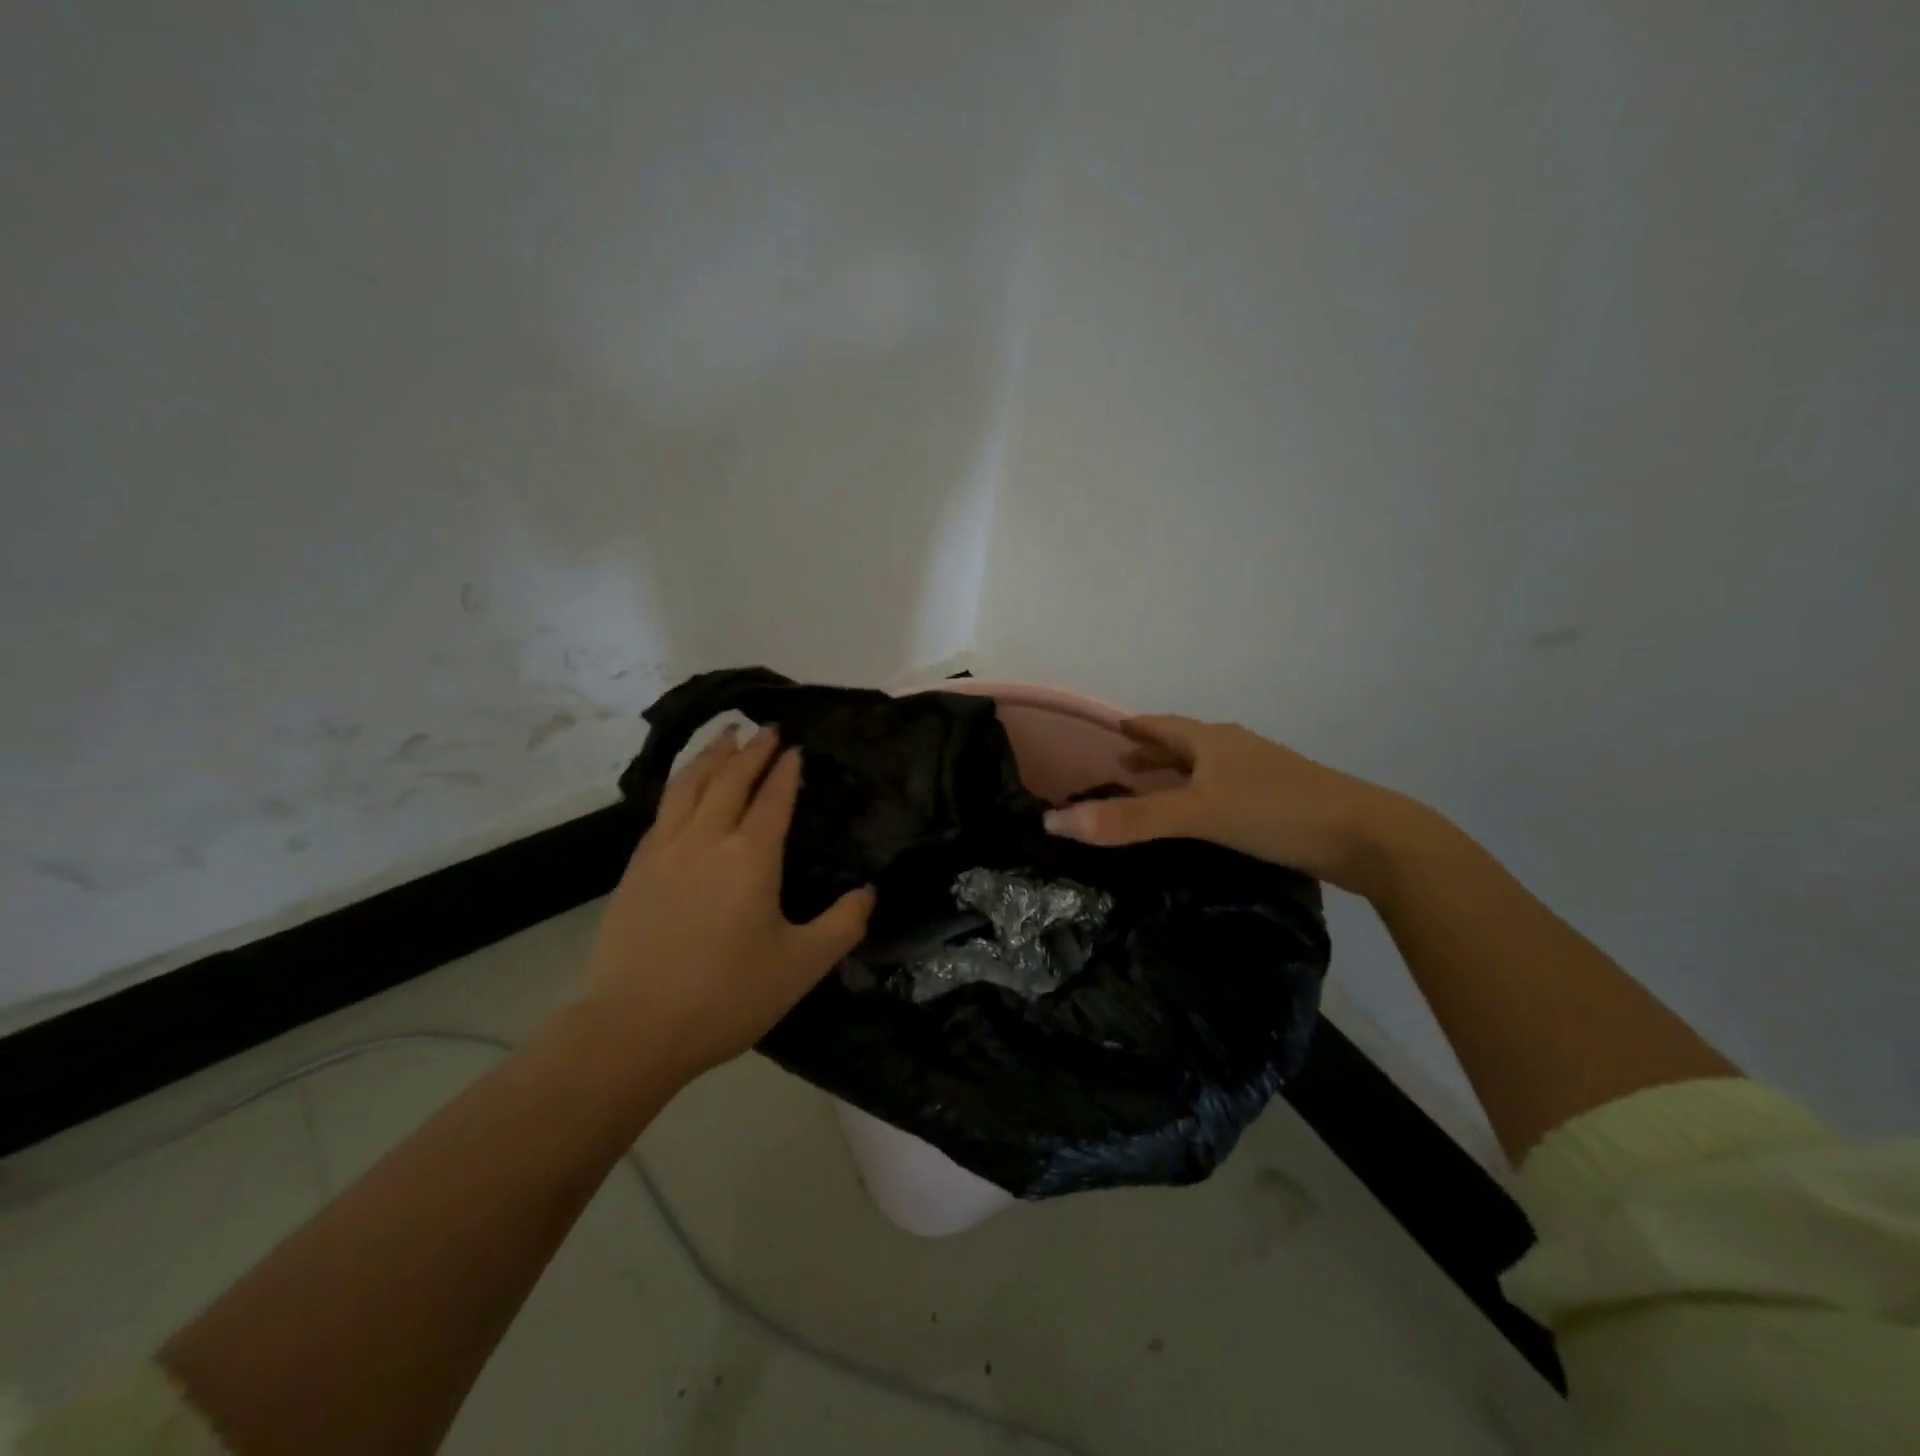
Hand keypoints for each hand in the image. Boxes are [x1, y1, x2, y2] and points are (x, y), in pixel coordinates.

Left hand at [584, 725, 875, 1077]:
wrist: (634, 1028)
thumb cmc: (727, 996)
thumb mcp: (802, 966)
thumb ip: (843, 925)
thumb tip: (869, 893)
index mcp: (751, 857)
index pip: (773, 798)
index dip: (787, 770)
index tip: (796, 748)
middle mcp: (706, 839)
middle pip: (730, 779)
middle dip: (752, 750)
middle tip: (768, 728)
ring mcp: (664, 850)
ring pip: (689, 785)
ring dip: (711, 755)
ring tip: (725, 735)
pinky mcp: (636, 868)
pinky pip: (663, 809)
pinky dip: (682, 784)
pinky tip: (686, 788)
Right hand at [1042, 715, 1413, 893]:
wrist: (1368, 837)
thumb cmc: (1276, 812)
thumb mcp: (1197, 814)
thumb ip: (1131, 821)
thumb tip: (1056, 823)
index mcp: (1213, 741)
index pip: (1162, 726)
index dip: (1135, 729)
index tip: (1111, 732)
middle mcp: (1236, 750)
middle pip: (1185, 745)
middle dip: (1153, 753)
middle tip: (1123, 766)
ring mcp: (1263, 774)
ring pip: (1209, 769)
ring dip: (1179, 775)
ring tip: (1157, 791)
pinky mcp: (1282, 802)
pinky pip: (1228, 791)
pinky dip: (1204, 797)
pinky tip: (1206, 820)